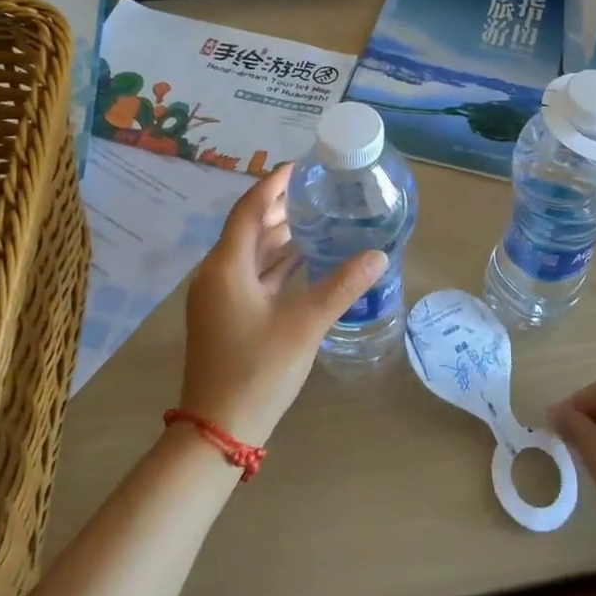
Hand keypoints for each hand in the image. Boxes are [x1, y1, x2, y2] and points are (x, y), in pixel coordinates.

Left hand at [181, 164, 386, 447]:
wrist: (218, 429)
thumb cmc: (258, 369)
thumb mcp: (305, 324)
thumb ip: (342, 285)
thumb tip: (379, 254)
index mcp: (227, 266)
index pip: (249, 209)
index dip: (273, 184)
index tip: (301, 167)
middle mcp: (217, 274)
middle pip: (249, 228)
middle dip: (280, 207)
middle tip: (318, 192)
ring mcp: (219, 297)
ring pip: (250, 253)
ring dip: (279, 235)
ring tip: (316, 219)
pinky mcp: (226, 316)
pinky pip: (251, 275)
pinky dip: (275, 263)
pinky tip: (304, 261)